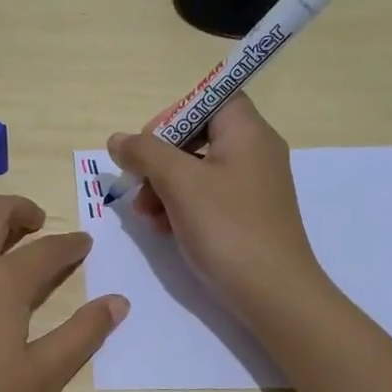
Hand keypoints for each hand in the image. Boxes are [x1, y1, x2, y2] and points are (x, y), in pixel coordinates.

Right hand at [107, 93, 327, 318]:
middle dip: (160, 159)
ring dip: (164, 186)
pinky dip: (182, 206)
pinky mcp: (247, 215)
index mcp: (247, 132)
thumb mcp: (179, 184)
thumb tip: (118, 139)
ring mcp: (253, 186)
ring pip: (197, 170)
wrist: (274, 294)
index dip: (175, 114)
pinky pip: (208, 197)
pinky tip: (162, 229)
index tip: (148, 143)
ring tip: (144, 215)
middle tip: (137, 184)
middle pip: (198, 135)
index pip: (211, 98)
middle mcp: (255, 152)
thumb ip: (145, 153)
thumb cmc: (227, 228)